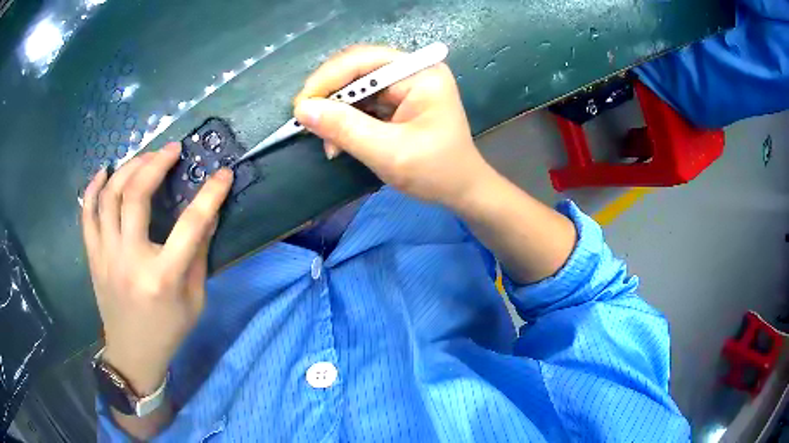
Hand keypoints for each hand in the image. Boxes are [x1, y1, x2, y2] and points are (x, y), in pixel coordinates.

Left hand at [81, 143, 233, 394]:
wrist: (133, 354)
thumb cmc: (168, 331)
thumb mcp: (195, 300)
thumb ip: (199, 255)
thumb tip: (208, 214)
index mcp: (163, 277)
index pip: (191, 225)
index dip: (211, 195)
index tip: (223, 174)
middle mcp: (130, 260)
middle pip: (135, 196)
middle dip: (155, 163)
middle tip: (171, 149)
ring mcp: (106, 256)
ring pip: (109, 197)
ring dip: (128, 169)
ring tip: (144, 158)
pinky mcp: (93, 257)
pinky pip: (87, 214)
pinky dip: (93, 188)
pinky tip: (105, 172)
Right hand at [293, 45, 495, 208]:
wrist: (462, 190)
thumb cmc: (435, 173)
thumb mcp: (388, 153)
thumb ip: (345, 129)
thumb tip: (303, 110)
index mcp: (420, 74)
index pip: (364, 61)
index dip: (328, 79)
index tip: (301, 106)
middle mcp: (413, 71)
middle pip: (358, 68)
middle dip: (329, 94)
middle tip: (306, 120)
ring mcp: (406, 84)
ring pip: (356, 85)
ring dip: (335, 110)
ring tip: (326, 140)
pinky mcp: (399, 100)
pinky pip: (363, 100)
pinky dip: (346, 119)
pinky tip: (338, 140)